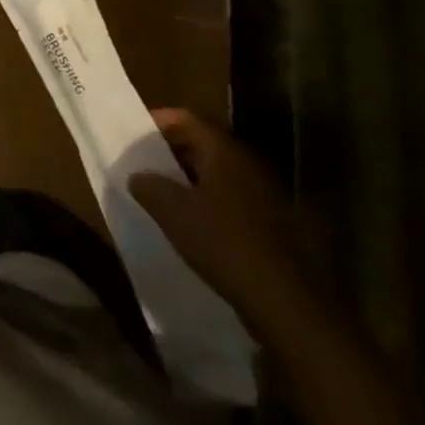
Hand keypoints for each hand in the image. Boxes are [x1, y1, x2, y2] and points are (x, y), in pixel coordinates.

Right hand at [130, 109, 334, 344]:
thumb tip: (138, 175)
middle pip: (207, 145)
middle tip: (146, 165)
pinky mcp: (279, 229)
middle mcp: (251, 167)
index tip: (135, 133)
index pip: (189, 119)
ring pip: (222, 176)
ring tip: (166, 197)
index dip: (160, 120)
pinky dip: (213, 205)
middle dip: (174, 152)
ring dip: (194, 181)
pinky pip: (236, 203)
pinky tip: (197, 227)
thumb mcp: (172, 212)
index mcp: (226, 154)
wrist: (289, 305)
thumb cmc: (224, 245)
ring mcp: (269, 198)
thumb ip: (149, 186)